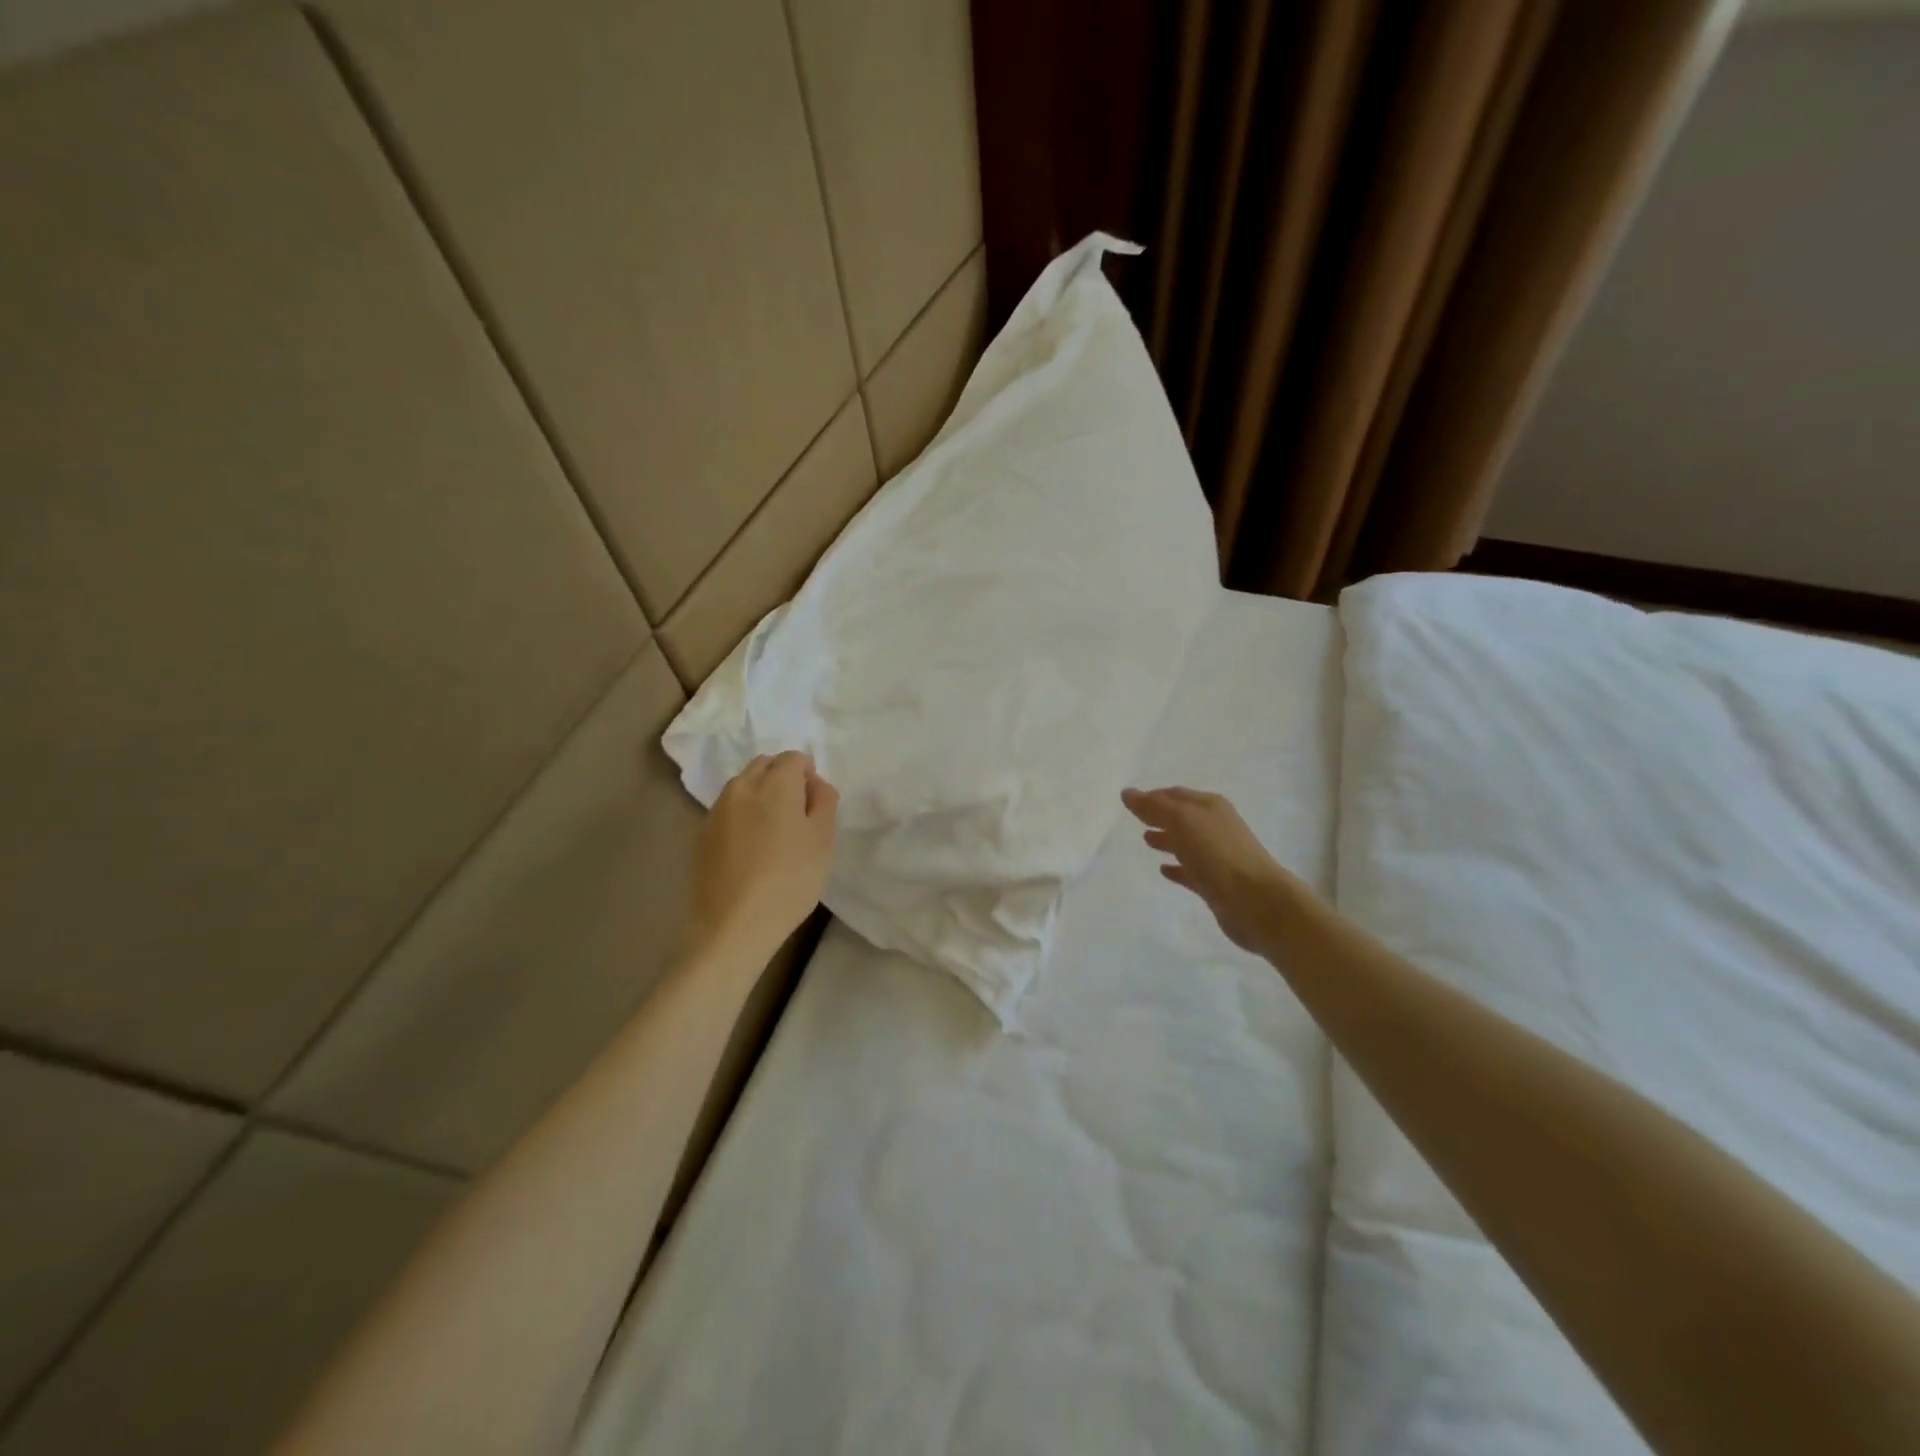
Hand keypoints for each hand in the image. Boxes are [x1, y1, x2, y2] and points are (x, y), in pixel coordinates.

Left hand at [690, 751, 837, 961]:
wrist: (733, 926)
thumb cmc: (789, 881)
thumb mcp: (823, 841)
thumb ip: (824, 802)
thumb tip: (815, 784)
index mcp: (774, 784)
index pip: (793, 758)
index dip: (809, 775)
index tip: (816, 806)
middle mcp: (740, 788)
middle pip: (764, 766)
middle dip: (782, 779)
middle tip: (797, 816)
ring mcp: (716, 811)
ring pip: (742, 787)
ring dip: (760, 796)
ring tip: (773, 834)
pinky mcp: (701, 835)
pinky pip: (727, 811)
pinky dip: (742, 817)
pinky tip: (751, 851)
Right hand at [1121, 786, 1303, 954]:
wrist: (1256, 901)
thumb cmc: (1217, 853)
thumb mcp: (1182, 821)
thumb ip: (1154, 807)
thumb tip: (1127, 792)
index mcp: (1210, 807)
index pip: (1176, 795)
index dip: (1153, 796)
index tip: (1131, 801)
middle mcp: (1216, 827)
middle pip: (1182, 818)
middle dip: (1160, 816)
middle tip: (1136, 820)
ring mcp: (1218, 856)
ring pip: (1187, 843)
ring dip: (1167, 840)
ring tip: (1145, 841)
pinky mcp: (1216, 883)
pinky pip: (1191, 871)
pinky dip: (1177, 868)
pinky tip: (1163, 870)